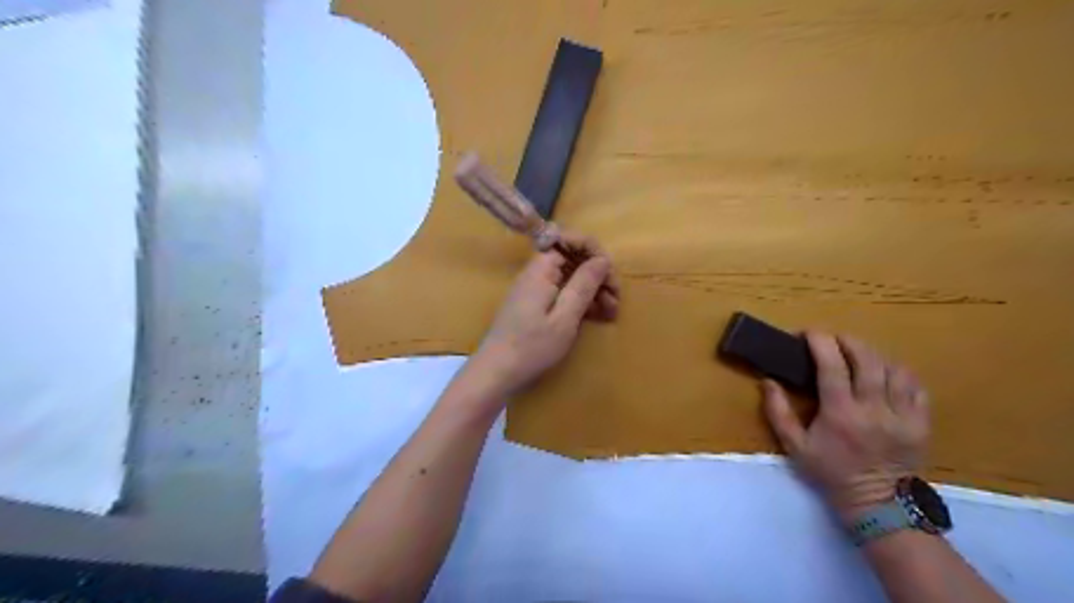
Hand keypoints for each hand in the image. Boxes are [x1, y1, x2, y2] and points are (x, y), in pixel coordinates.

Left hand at [463, 232, 621, 396]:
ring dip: (593, 291)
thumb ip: (584, 285)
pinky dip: (581, 301)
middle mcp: (537, 272)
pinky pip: (563, 292)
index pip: (571, 240)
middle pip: (573, 259)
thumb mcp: (565, 318)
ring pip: (571, 278)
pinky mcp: (536, 304)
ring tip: (612, 313)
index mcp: (542, 268)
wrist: (496, 372)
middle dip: (598, 275)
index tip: (610, 277)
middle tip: (616, 301)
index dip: (594, 253)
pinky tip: (598, 316)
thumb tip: (602, 259)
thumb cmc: (531, 346)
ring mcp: (536, 288)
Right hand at [763, 333, 933, 523]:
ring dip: (874, 355)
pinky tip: (885, 373)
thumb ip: (778, 412)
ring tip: (858, 355)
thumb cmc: (830, 471)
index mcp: (840, 413)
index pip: (832, 366)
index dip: (820, 342)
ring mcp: (902, 415)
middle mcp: (873, 409)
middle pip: (867, 359)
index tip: (808, 333)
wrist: (877, 502)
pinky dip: (899, 372)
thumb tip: (767, 381)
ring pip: (894, 369)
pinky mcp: (921, 423)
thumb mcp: (795, 446)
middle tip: (834, 339)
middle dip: (848, 341)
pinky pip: (916, 386)